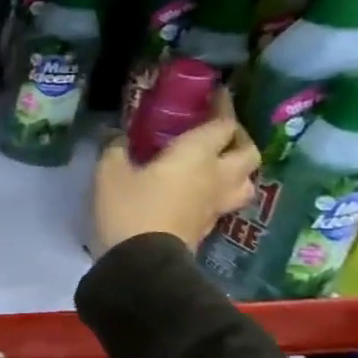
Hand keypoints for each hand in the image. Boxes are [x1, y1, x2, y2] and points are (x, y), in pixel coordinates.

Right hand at [93, 91, 261, 254]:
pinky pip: (228, 199)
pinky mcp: (210, 224)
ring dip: (240, 167)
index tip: (215, 94)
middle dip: (238, 137)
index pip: (222, 124)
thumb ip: (116, 148)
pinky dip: (222, 188)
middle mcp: (217, 176)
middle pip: (247, 151)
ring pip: (246, 179)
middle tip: (220, 131)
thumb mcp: (110, 172)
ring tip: (220, 162)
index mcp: (196, 155)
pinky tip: (203, 188)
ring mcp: (217, 203)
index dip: (222, 107)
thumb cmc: (129, 208)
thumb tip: (116, 134)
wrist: (144, 262)